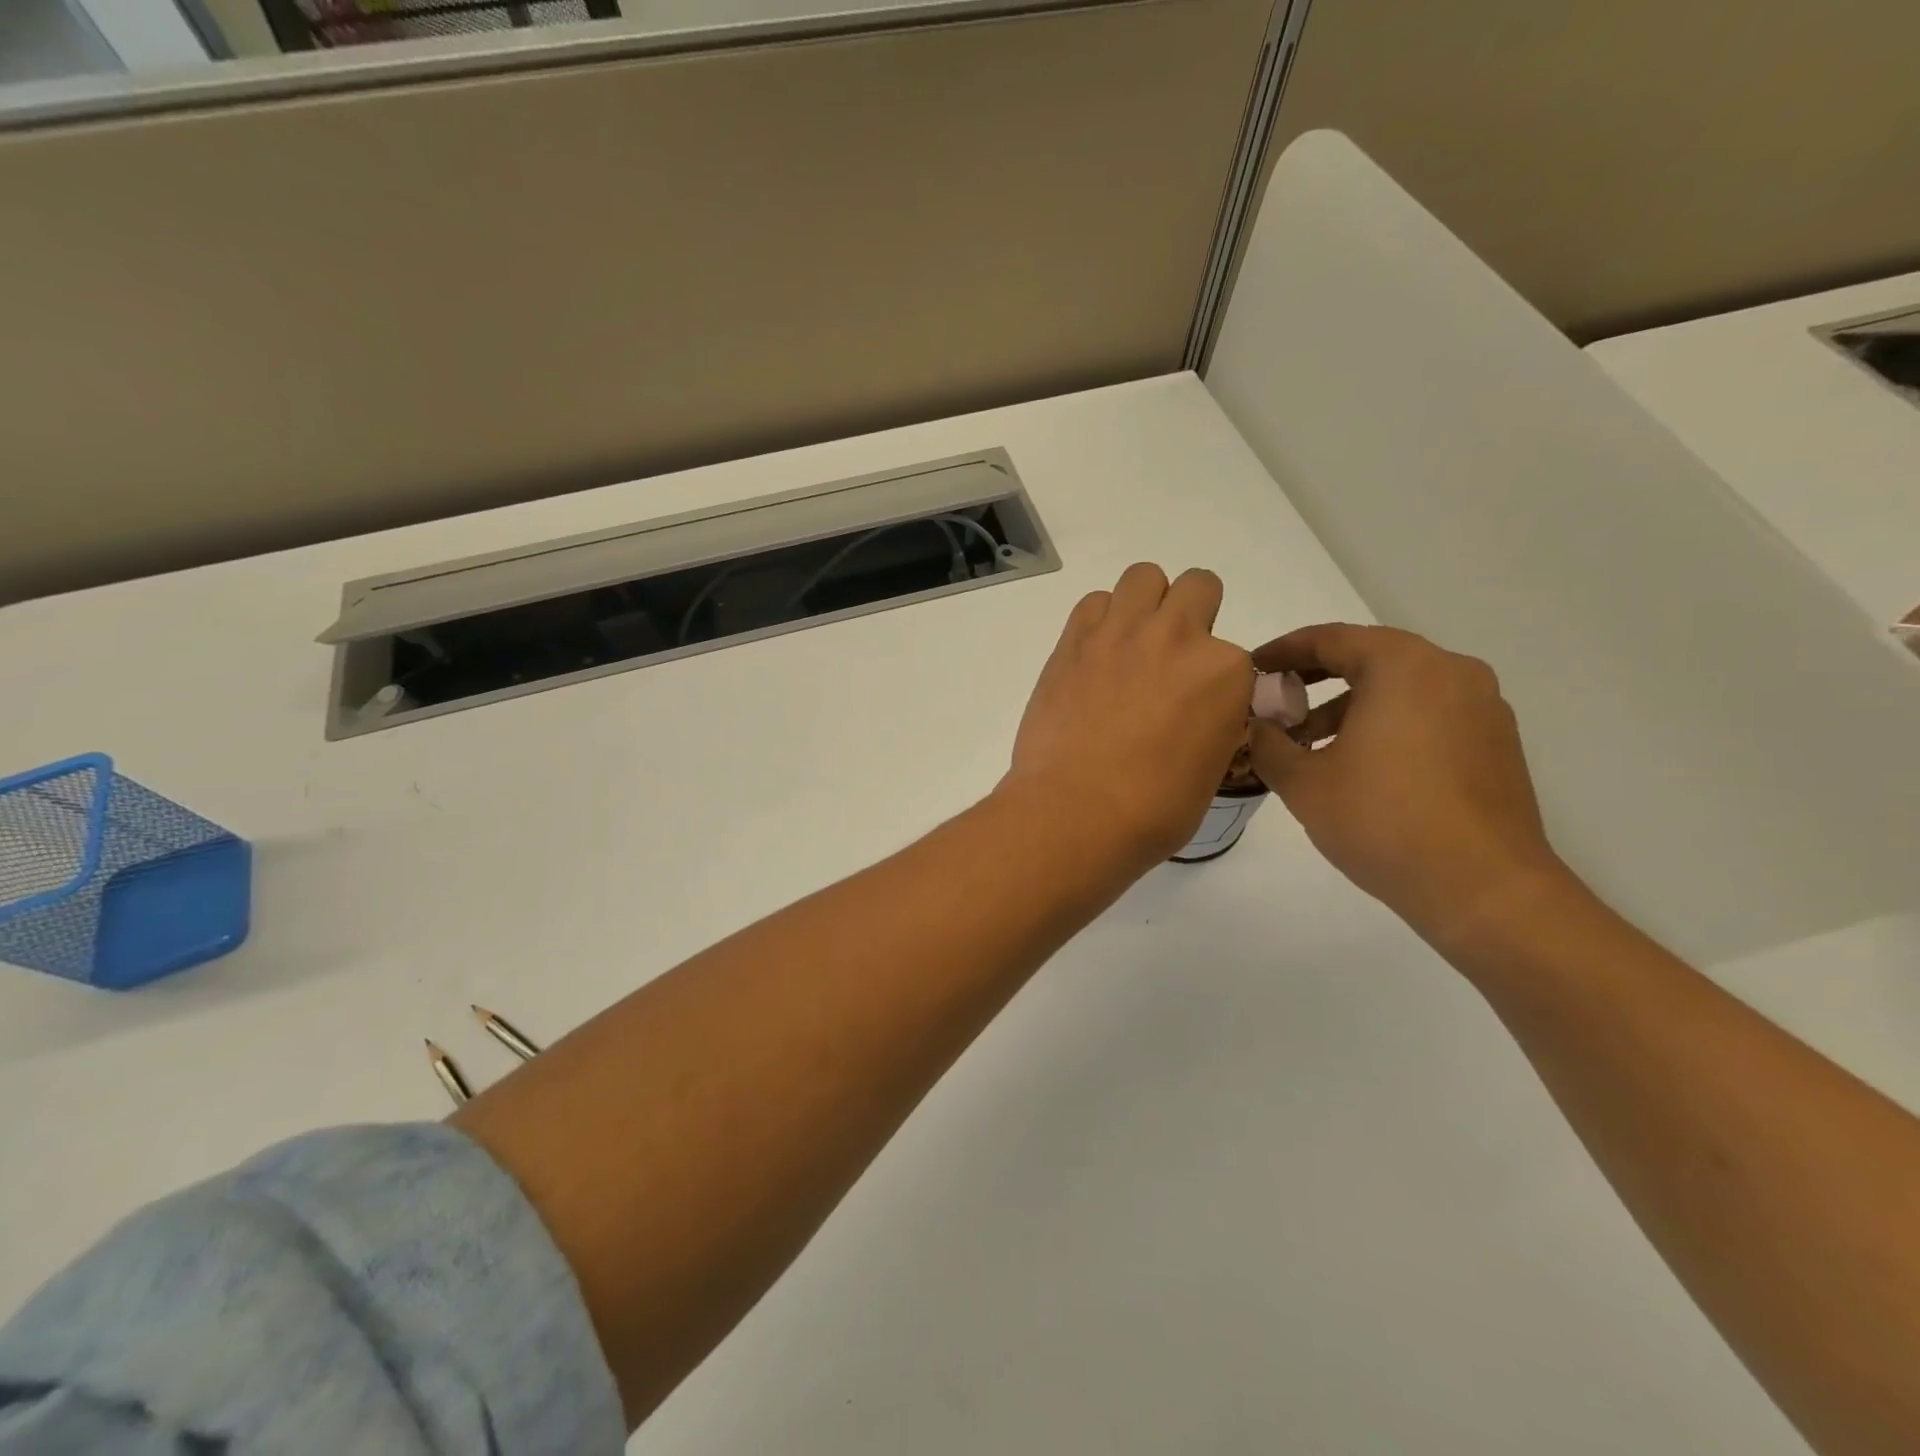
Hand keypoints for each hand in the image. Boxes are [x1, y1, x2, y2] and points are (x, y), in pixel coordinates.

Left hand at [1006, 564, 1253, 866]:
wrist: (1075, 812)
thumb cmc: (1153, 810)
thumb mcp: (1213, 768)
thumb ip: (1216, 721)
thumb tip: (1200, 711)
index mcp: (1225, 671)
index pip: (1236, 655)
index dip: (1218, 680)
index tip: (1198, 705)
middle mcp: (1177, 636)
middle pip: (1198, 587)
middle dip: (1192, 615)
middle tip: (1170, 659)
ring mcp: (1121, 633)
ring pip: (1144, 577)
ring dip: (1146, 604)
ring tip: (1132, 645)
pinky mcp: (1074, 640)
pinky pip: (1093, 602)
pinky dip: (1100, 619)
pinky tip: (1095, 655)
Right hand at [1247, 623, 1569, 944]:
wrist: (1483, 888)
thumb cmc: (1382, 821)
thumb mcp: (1303, 782)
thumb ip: (1268, 743)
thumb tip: (1257, 726)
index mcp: (1403, 666)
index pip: (1330, 639)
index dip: (1283, 652)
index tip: (1252, 670)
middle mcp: (1450, 671)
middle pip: (1369, 657)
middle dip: (1315, 678)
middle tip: (1277, 705)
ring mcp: (1483, 706)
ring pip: (1401, 687)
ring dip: (1351, 704)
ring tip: (1312, 746)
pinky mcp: (1497, 742)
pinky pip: (1429, 713)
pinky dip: (1388, 723)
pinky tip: (1361, 765)